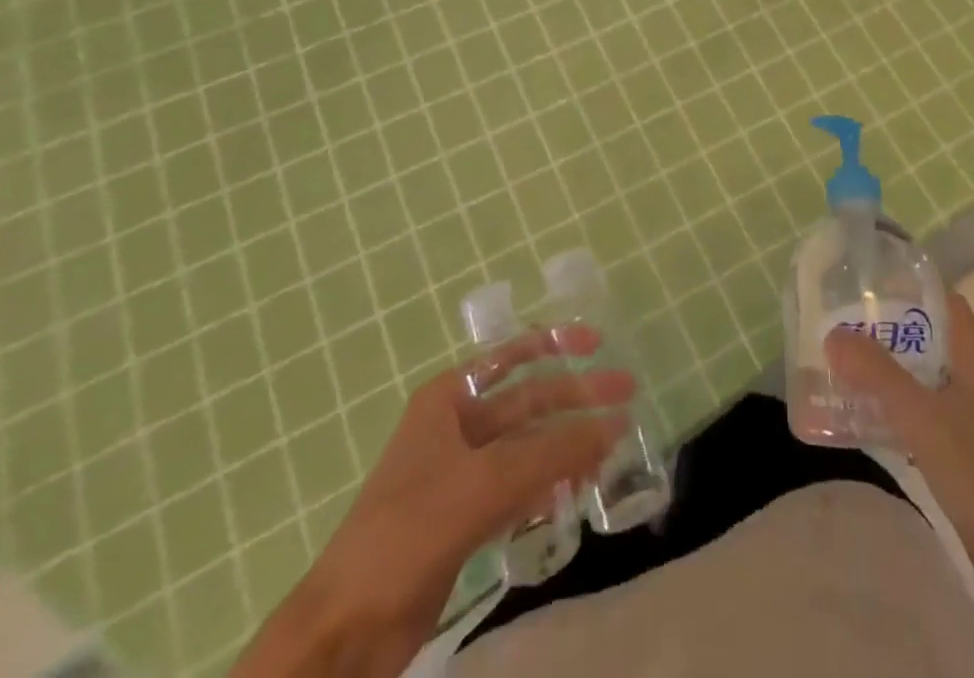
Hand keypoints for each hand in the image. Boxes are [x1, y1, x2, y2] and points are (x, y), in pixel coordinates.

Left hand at [235, 328, 631, 677]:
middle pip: (528, 402)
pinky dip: (548, 486)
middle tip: (627, 399)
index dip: (555, 344)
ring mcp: (461, 474)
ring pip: (528, 448)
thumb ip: (553, 453)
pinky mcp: (466, 518)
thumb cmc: (409, 532)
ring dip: (566, 447)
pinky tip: (575, 492)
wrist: (345, 630)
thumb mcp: (485, 482)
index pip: (510, 356)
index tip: (598, 344)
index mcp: (449, 399)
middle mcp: (456, 427)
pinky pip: (519, 488)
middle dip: (576, 400)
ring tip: (610, 453)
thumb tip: (614, 426)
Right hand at [826, 293, 973, 677]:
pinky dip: (895, 411)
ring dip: (885, 373)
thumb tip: (833, 333)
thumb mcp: (924, 418)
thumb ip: (878, 373)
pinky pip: (925, 416)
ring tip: (837, 371)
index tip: (859, 285)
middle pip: (926, 337)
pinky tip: (863, 423)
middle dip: (884, 331)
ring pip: (923, 378)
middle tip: (836, 328)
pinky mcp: (969, 455)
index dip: (903, 287)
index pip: (940, 299)